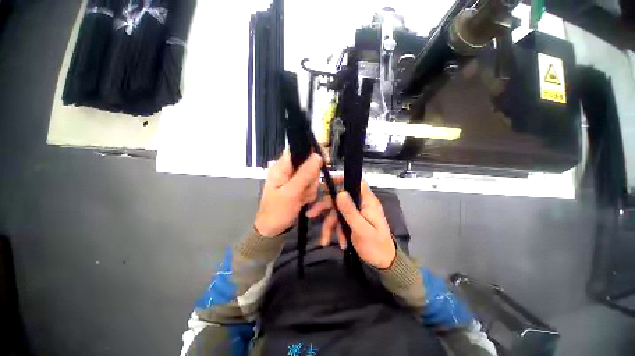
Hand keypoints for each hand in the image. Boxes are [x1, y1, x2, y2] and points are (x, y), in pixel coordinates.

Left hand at [254, 152, 322, 236]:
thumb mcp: (291, 193)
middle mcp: (288, 170)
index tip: (323, 161)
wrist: (273, 230)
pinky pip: (311, 185)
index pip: (298, 149)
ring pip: (312, 175)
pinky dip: (309, 193)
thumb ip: (304, 174)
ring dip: (310, 187)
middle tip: (305, 189)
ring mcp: (294, 179)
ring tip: (301, 198)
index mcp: (281, 166)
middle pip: (308, 163)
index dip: (311, 153)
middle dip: (311, 178)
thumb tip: (317, 155)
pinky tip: (302, 201)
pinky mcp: (298, 187)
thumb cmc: (278, 211)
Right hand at [306, 180, 396, 268]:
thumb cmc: (375, 246)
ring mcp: (356, 213)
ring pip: (337, 212)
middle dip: (325, 207)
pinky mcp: (353, 221)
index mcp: (367, 202)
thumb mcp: (361, 229)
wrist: (383, 262)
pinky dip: (337, 231)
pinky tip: (340, 243)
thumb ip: (350, 211)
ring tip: (325, 240)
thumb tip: (340, 193)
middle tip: (311, 213)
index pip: (356, 182)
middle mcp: (361, 204)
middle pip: (340, 198)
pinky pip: (340, 221)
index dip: (341, 180)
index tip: (326, 184)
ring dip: (330, 225)